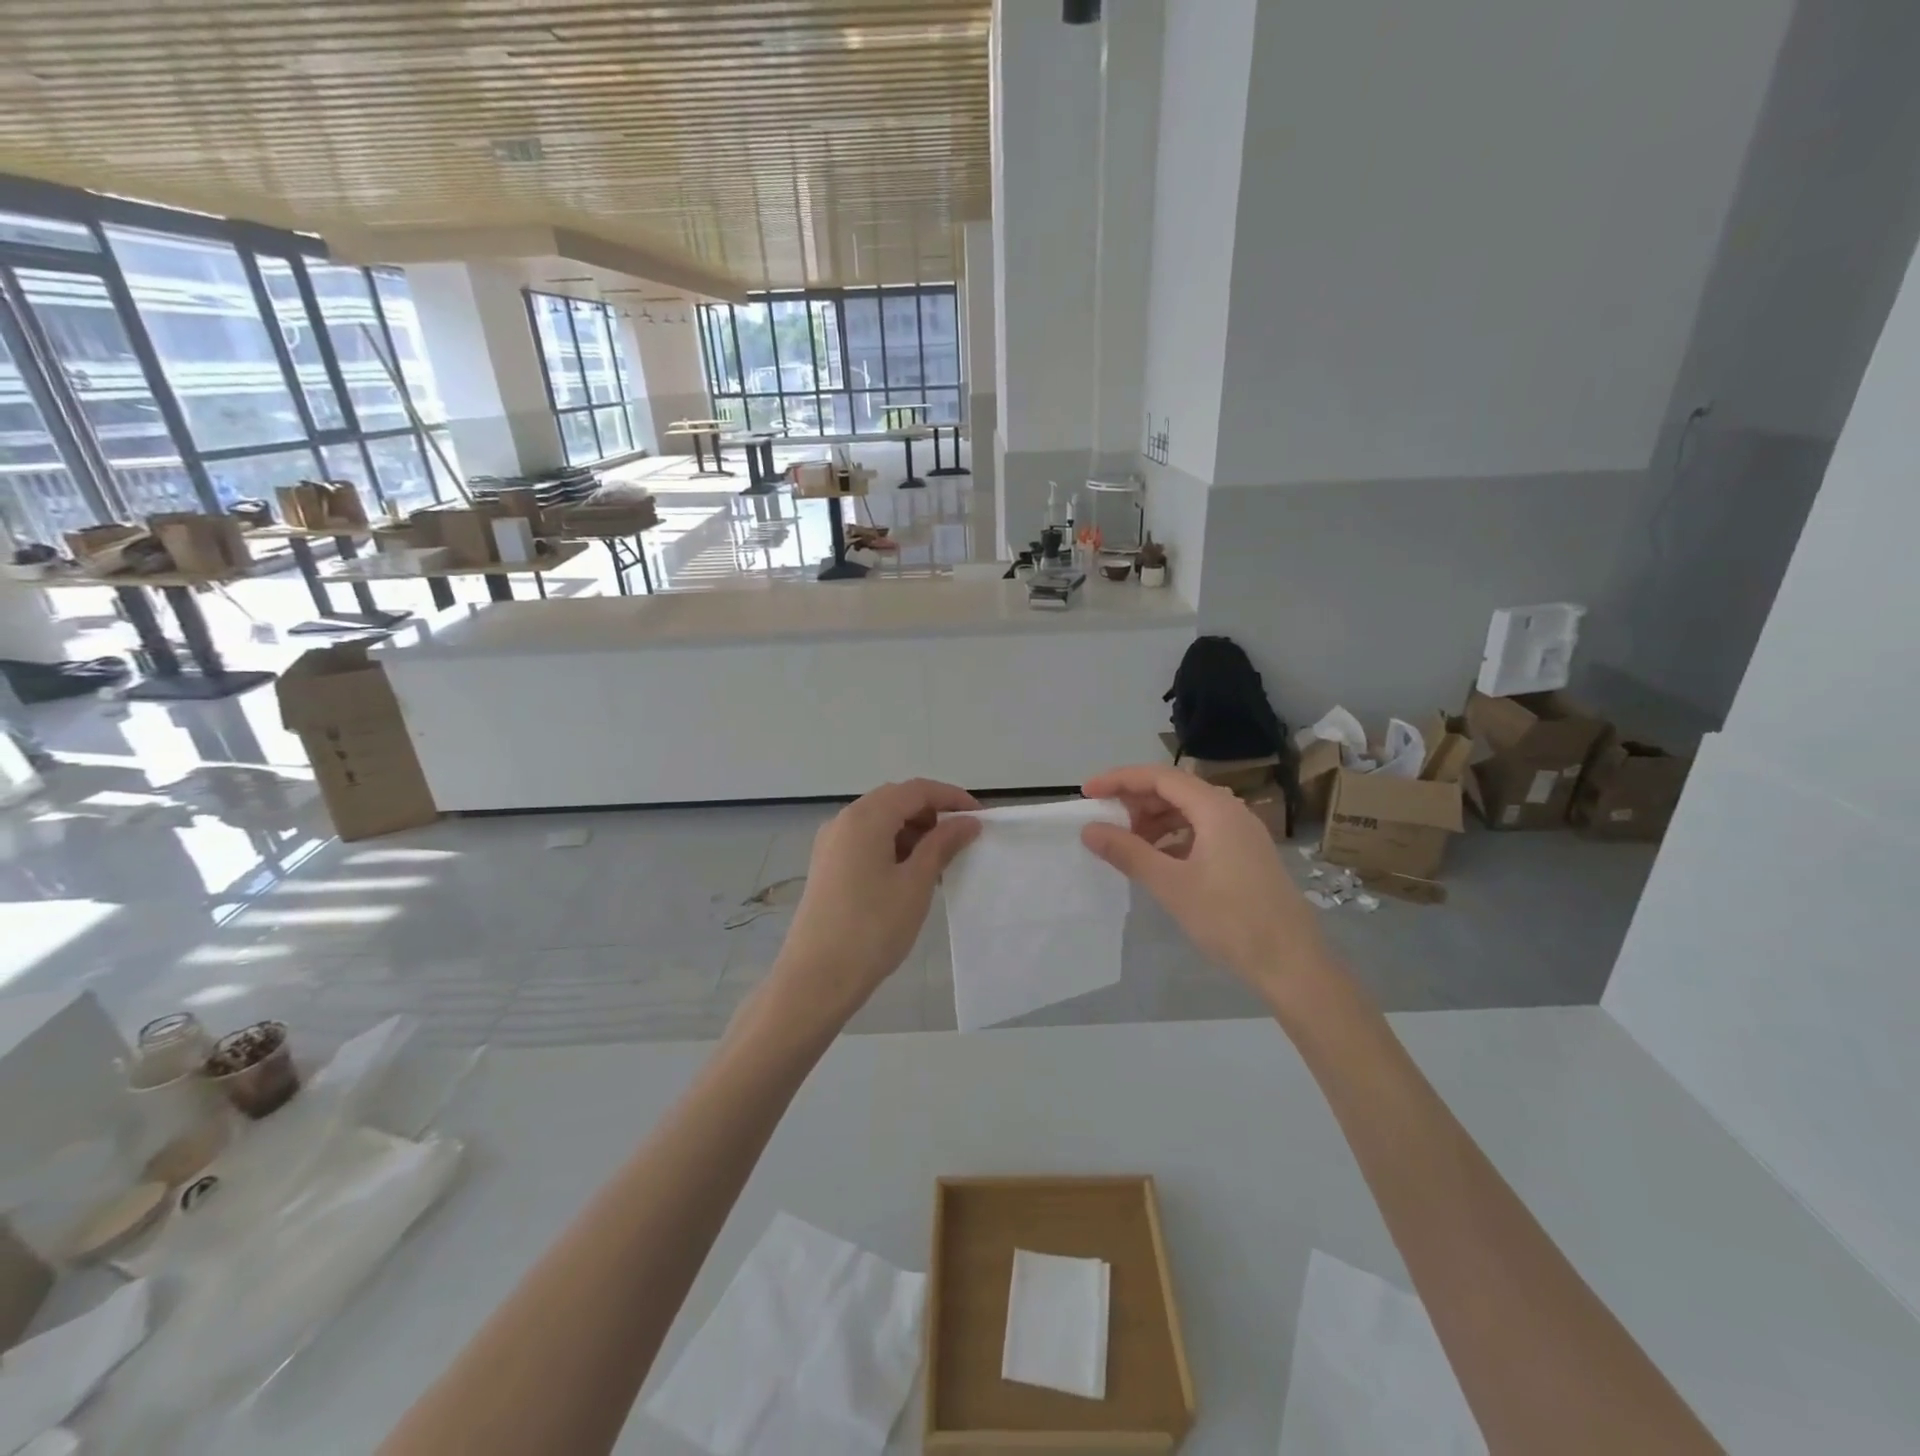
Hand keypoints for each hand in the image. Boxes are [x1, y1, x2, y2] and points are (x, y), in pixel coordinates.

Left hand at [771, 779, 981, 1027]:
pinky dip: (893, 847)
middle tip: (961, 841)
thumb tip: (967, 821)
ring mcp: (831, 844)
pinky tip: (910, 876)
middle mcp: (844, 821)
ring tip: (939, 863)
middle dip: (932, 814)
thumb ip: (942, 845)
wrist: (816, 978)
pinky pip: (866, 841)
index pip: (916, 790)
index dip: (952, 797)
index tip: (980, 819)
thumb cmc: (872, 928)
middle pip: (896, 801)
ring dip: (913, 832)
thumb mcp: (916, 884)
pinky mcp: (827, 866)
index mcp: (865, 817)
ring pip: (880, 821)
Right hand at [1080, 764, 1329, 995]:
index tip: (1087, 793)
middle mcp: (1231, 811)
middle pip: (1175, 790)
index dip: (1120, 780)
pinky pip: (1202, 831)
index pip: (1159, 777)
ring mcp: (1242, 833)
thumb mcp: (1171, 884)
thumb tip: (1090, 829)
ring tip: (1128, 845)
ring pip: (1188, 812)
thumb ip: (1128, 852)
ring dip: (1154, 821)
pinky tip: (1159, 861)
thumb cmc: (1229, 919)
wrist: (1292, 963)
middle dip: (1136, 801)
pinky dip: (1174, 838)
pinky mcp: (1246, 855)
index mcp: (1215, 808)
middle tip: (1105, 822)